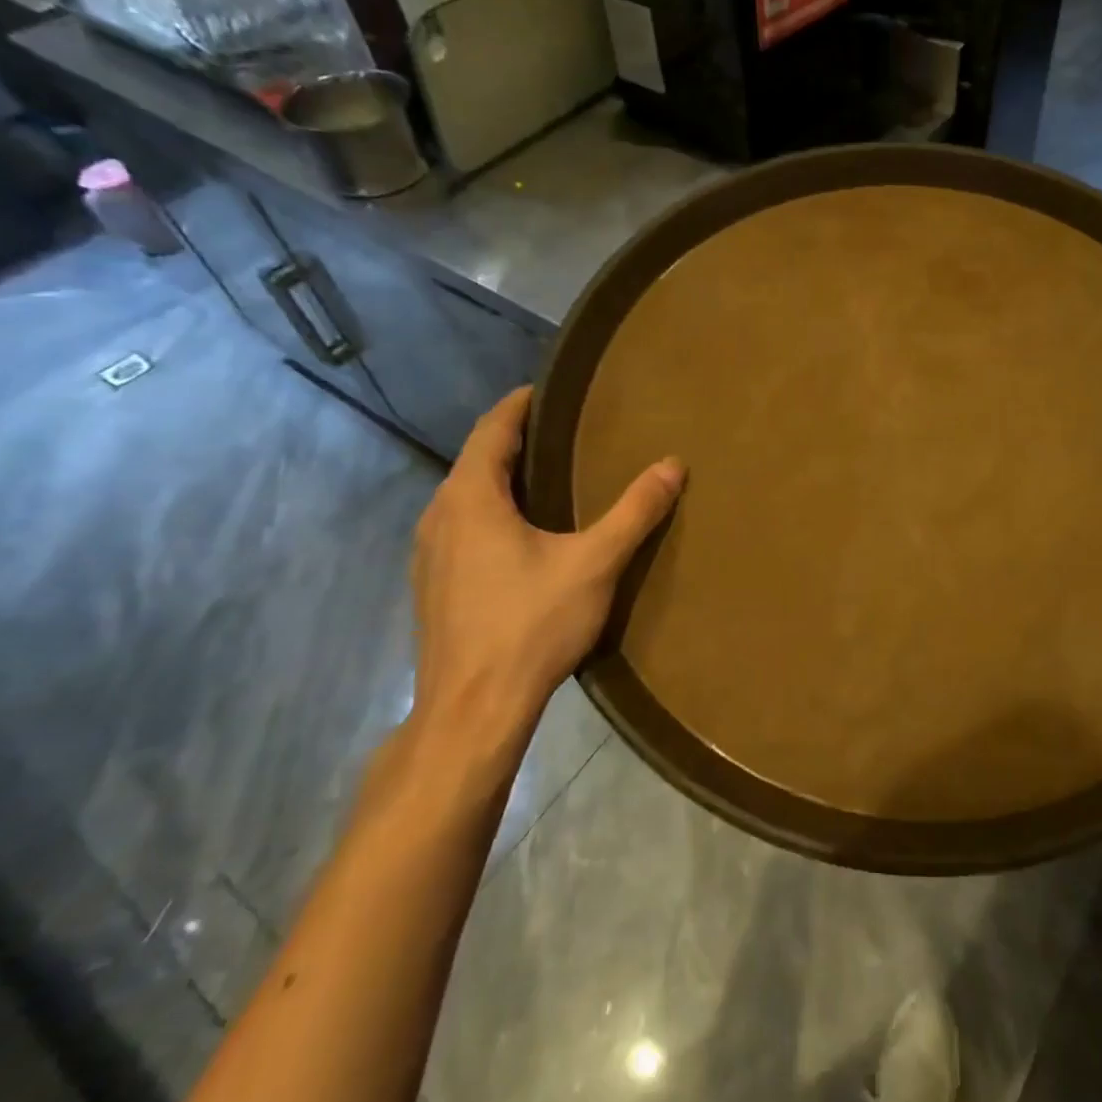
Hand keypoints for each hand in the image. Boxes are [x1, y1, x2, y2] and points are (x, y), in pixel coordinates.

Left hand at [408, 387, 683, 767]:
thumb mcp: (595, 563)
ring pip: (466, 496)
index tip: (550, 391)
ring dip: (501, 478)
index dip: (520, 405)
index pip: (492, 429)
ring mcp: (428, 554)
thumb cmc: (530, 625)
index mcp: (471, 498)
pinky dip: (490, 512)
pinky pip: (461, 527)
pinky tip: (521, 535)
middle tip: (564, 433)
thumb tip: (673, 464)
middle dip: (516, 440)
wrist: (472, 710)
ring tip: (548, 478)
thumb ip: (635, 511)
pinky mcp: (432, 585)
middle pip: (477, 460)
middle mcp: (439, 515)